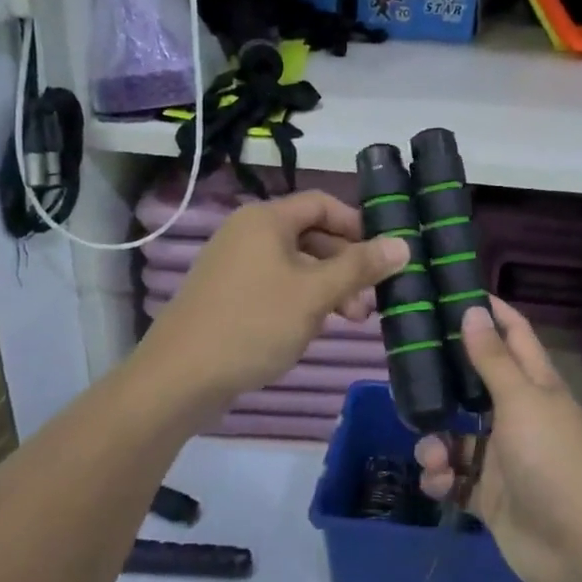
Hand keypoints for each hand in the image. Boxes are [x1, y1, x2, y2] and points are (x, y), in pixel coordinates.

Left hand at [138, 190, 409, 408]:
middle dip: (346, 265)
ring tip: (351, 321)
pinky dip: (302, 300)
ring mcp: (234, 265)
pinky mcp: (227, 295)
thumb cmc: (253, 324)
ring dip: (328, 287)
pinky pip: (276, 285)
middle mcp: (248, 233)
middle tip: (371, 301)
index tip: (383, 255)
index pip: (322, 204)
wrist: (179, 377)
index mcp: (265, 220)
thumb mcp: (315, 294)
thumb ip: (359, 267)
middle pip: (311, 236)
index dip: (357, 225)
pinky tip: (315, 327)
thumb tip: (402, 243)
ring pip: (295, 265)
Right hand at [415, 299, 581, 581]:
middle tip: (407, 367)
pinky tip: (438, 483)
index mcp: (536, 386)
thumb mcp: (521, 401)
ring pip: (459, 437)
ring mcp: (505, 458)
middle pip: (476, 386)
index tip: (457, 291)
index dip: (492, 313)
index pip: (514, 336)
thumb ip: (493, 360)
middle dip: (445, 380)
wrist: (578, 547)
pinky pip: (456, 479)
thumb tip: (474, 311)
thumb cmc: (552, 459)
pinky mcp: (491, 497)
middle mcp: (519, 416)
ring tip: (432, 455)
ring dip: (437, 443)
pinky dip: (442, 479)